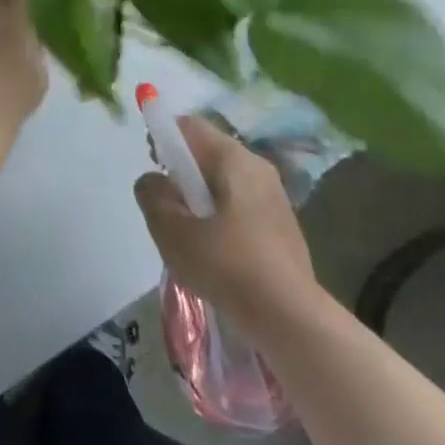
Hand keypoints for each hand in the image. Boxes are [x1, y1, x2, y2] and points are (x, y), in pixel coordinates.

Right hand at [134, 114, 321, 336]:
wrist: (292, 318)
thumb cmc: (228, 266)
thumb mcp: (173, 232)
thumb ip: (153, 197)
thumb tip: (153, 181)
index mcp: (233, 158)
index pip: (190, 126)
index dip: (164, 137)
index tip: (153, 166)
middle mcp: (257, 166)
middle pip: (208, 152)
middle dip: (181, 172)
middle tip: (167, 206)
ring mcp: (275, 195)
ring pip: (224, 179)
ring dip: (200, 196)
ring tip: (189, 233)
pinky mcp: (282, 223)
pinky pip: (240, 203)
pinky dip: (221, 214)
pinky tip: (215, 251)